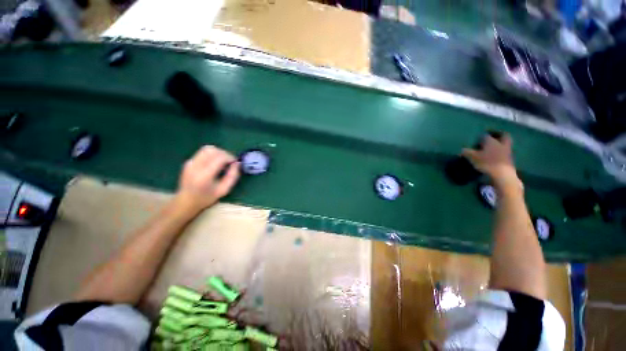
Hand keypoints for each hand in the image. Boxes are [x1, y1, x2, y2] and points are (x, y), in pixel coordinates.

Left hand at [174, 146, 239, 213]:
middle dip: (225, 153)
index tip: (235, 162)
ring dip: (218, 152)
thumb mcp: (224, 190)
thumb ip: (233, 176)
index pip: (220, 158)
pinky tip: (214, 164)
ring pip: (207, 149)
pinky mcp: (189, 162)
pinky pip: (202, 153)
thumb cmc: (207, 198)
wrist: (186, 201)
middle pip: (213, 150)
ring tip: (223, 161)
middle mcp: (196, 166)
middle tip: (230, 162)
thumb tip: (237, 163)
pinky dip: (212, 155)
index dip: (230, 157)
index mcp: (205, 175)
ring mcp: (190, 163)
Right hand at [462, 133, 518, 185]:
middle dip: (498, 135)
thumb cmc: (486, 163)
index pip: (485, 135)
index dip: (480, 136)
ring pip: (505, 144)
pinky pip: (505, 153)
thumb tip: (462, 149)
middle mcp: (500, 144)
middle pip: (504, 136)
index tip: (476, 139)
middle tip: (492, 137)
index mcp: (491, 141)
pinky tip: (495, 156)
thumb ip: (467, 152)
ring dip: (500, 144)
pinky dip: (501, 153)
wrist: (502, 174)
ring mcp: (507, 151)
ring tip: (492, 148)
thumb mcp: (472, 157)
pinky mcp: (509, 159)